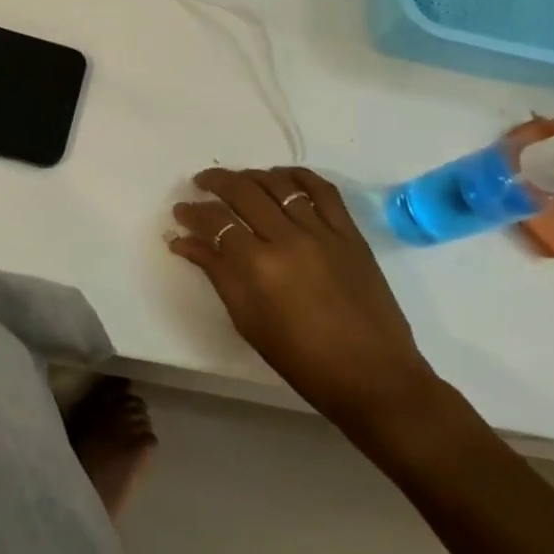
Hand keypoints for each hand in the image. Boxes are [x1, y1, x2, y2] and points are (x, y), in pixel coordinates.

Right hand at [170, 167, 441, 442]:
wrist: (373, 377)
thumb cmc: (301, 359)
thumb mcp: (247, 319)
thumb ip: (216, 272)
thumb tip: (184, 242)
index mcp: (257, 266)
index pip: (216, 221)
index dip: (192, 212)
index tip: (180, 211)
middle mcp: (287, 239)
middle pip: (243, 192)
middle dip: (215, 182)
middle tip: (201, 184)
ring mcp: (322, 232)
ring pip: (279, 184)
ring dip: (252, 176)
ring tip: (238, 180)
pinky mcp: (350, 234)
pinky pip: (323, 190)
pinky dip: (298, 176)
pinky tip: (282, 177)